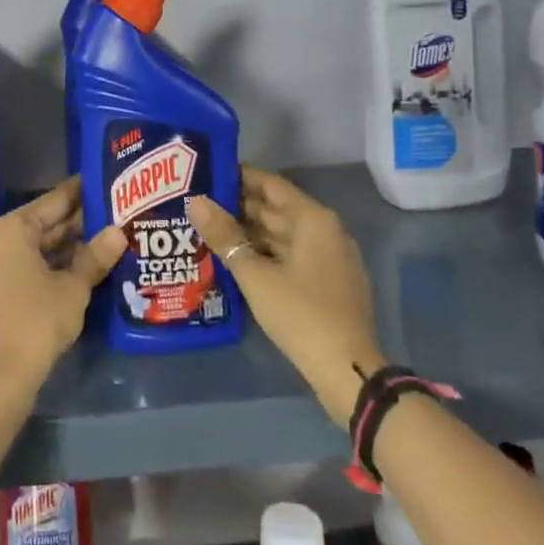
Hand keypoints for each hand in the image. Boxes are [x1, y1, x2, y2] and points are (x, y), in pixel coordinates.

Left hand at [0, 178, 123, 391]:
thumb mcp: (73, 288)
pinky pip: (32, 264)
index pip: (55, 200)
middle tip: (117, 209)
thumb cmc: (36, 322)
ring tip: (111, 234)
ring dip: (72, 244)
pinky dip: (57, 263)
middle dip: (81, 220)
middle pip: (47, 222)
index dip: (82, 191)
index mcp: (13, 228)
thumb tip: (119, 231)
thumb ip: (96, 256)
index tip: (106, 179)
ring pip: (40, 245)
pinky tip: (88, 264)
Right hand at [188, 168, 381, 426]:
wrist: (348, 371)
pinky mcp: (329, 282)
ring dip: (250, 232)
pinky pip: (292, 255)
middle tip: (200, 203)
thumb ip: (225, 236)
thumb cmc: (300, 314)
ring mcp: (330, 257)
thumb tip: (196, 201)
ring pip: (283, 234)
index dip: (239, 177)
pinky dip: (266, 253)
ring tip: (210, 230)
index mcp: (313, 219)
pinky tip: (237, 260)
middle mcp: (325, 230)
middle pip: (277, 209)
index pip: (271, 184)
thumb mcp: (255, 275)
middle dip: (239, 206)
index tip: (207, 173)